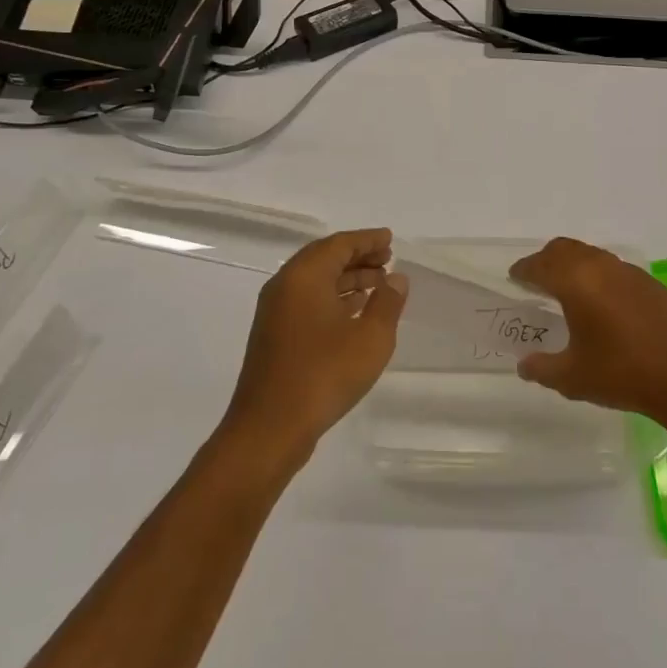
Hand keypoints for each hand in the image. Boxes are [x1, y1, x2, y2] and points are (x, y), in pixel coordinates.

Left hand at [220, 228, 407, 463]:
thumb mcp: (371, 337)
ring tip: (379, 284)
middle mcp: (285, 286)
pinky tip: (354, 311)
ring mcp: (275, 312)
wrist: (270, 428)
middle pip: (324, 259)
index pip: (339, 244)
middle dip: (358, 257)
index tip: (390, 239)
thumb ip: (388, 302)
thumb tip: (396, 278)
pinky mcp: (274, 336)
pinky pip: (308, 301)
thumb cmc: (324, 375)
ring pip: (315, 282)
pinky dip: (333, 298)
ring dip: (347, 278)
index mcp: (304, 276)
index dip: (367, 240)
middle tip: (388, 260)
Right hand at [510, 238, 666, 419]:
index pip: (540, 265)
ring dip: (573, 265)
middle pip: (564, 249)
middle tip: (536, 279)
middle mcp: (600, 267)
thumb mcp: (572, 377)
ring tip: (567, 289)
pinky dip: (598, 275)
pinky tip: (602, 302)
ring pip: (591, 254)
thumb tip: (525, 365)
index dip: (524, 270)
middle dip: (546, 260)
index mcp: (575, 281)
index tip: (515, 278)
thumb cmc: (621, 373)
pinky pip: (614, 268)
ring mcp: (629, 272)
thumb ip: (542, 368)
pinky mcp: (650, 283)